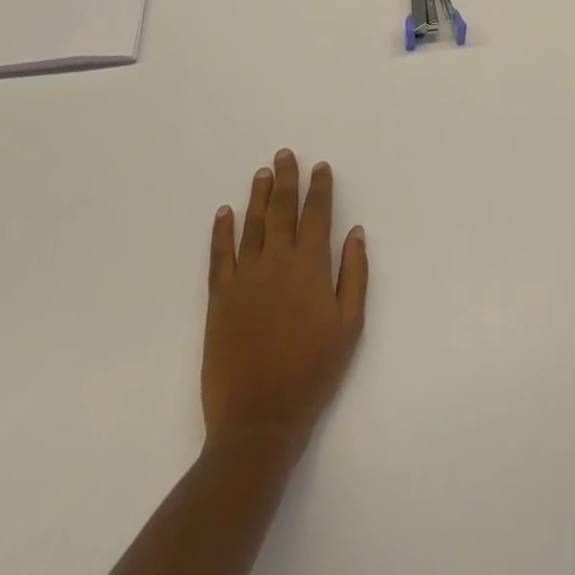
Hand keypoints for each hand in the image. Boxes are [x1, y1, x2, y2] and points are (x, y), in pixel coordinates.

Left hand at [203, 150, 368, 456]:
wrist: (259, 419)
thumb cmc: (313, 372)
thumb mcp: (350, 326)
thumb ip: (354, 274)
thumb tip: (356, 232)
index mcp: (311, 267)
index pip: (317, 215)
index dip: (320, 188)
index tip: (320, 167)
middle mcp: (277, 262)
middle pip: (282, 209)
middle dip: (286, 179)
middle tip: (285, 154)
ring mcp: (245, 278)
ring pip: (252, 225)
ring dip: (257, 196)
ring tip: (262, 173)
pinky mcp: (219, 298)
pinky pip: (220, 255)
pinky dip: (222, 231)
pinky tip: (224, 212)